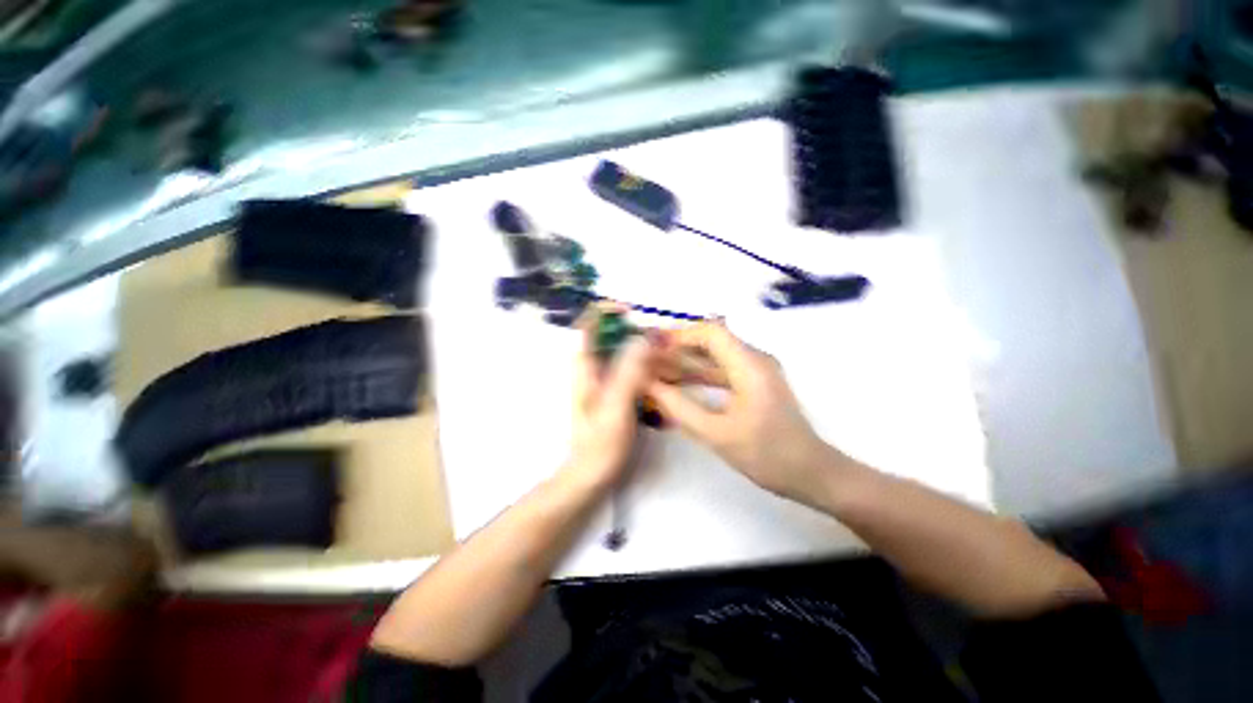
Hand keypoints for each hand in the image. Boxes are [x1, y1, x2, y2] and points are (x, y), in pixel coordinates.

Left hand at [560, 308, 653, 493]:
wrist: (592, 474)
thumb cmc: (601, 443)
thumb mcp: (616, 406)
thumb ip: (629, 371)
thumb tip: (644, 337)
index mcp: (585, 365)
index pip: (590, 323)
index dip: (610, 311)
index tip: (636, 315)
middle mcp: (592, 366)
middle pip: (611, 334)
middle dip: (635, 331)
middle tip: (661, 341)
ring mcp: (603, 378)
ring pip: (622, 350)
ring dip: (642, 348)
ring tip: (665, 355)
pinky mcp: (613, 390)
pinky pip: (629, 367)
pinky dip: (644, 364)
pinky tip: (660, 374)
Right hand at [648, 321, 840, 503]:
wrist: (812, 474)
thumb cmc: (767, 455)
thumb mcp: (717, 434)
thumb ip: (679, 408)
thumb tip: (649, 385)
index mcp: (750, 365)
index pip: (711, 332)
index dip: (679, 335)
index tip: (652, 348)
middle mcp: (755, 359)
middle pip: (711, 341)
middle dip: (678, 349)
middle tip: (647, 361)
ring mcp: (757, 371)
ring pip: (715, 356)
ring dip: (686, 362)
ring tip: (656, 371)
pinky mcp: (755, 383)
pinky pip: (722, 370)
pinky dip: (699, 374)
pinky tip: (678, 384)